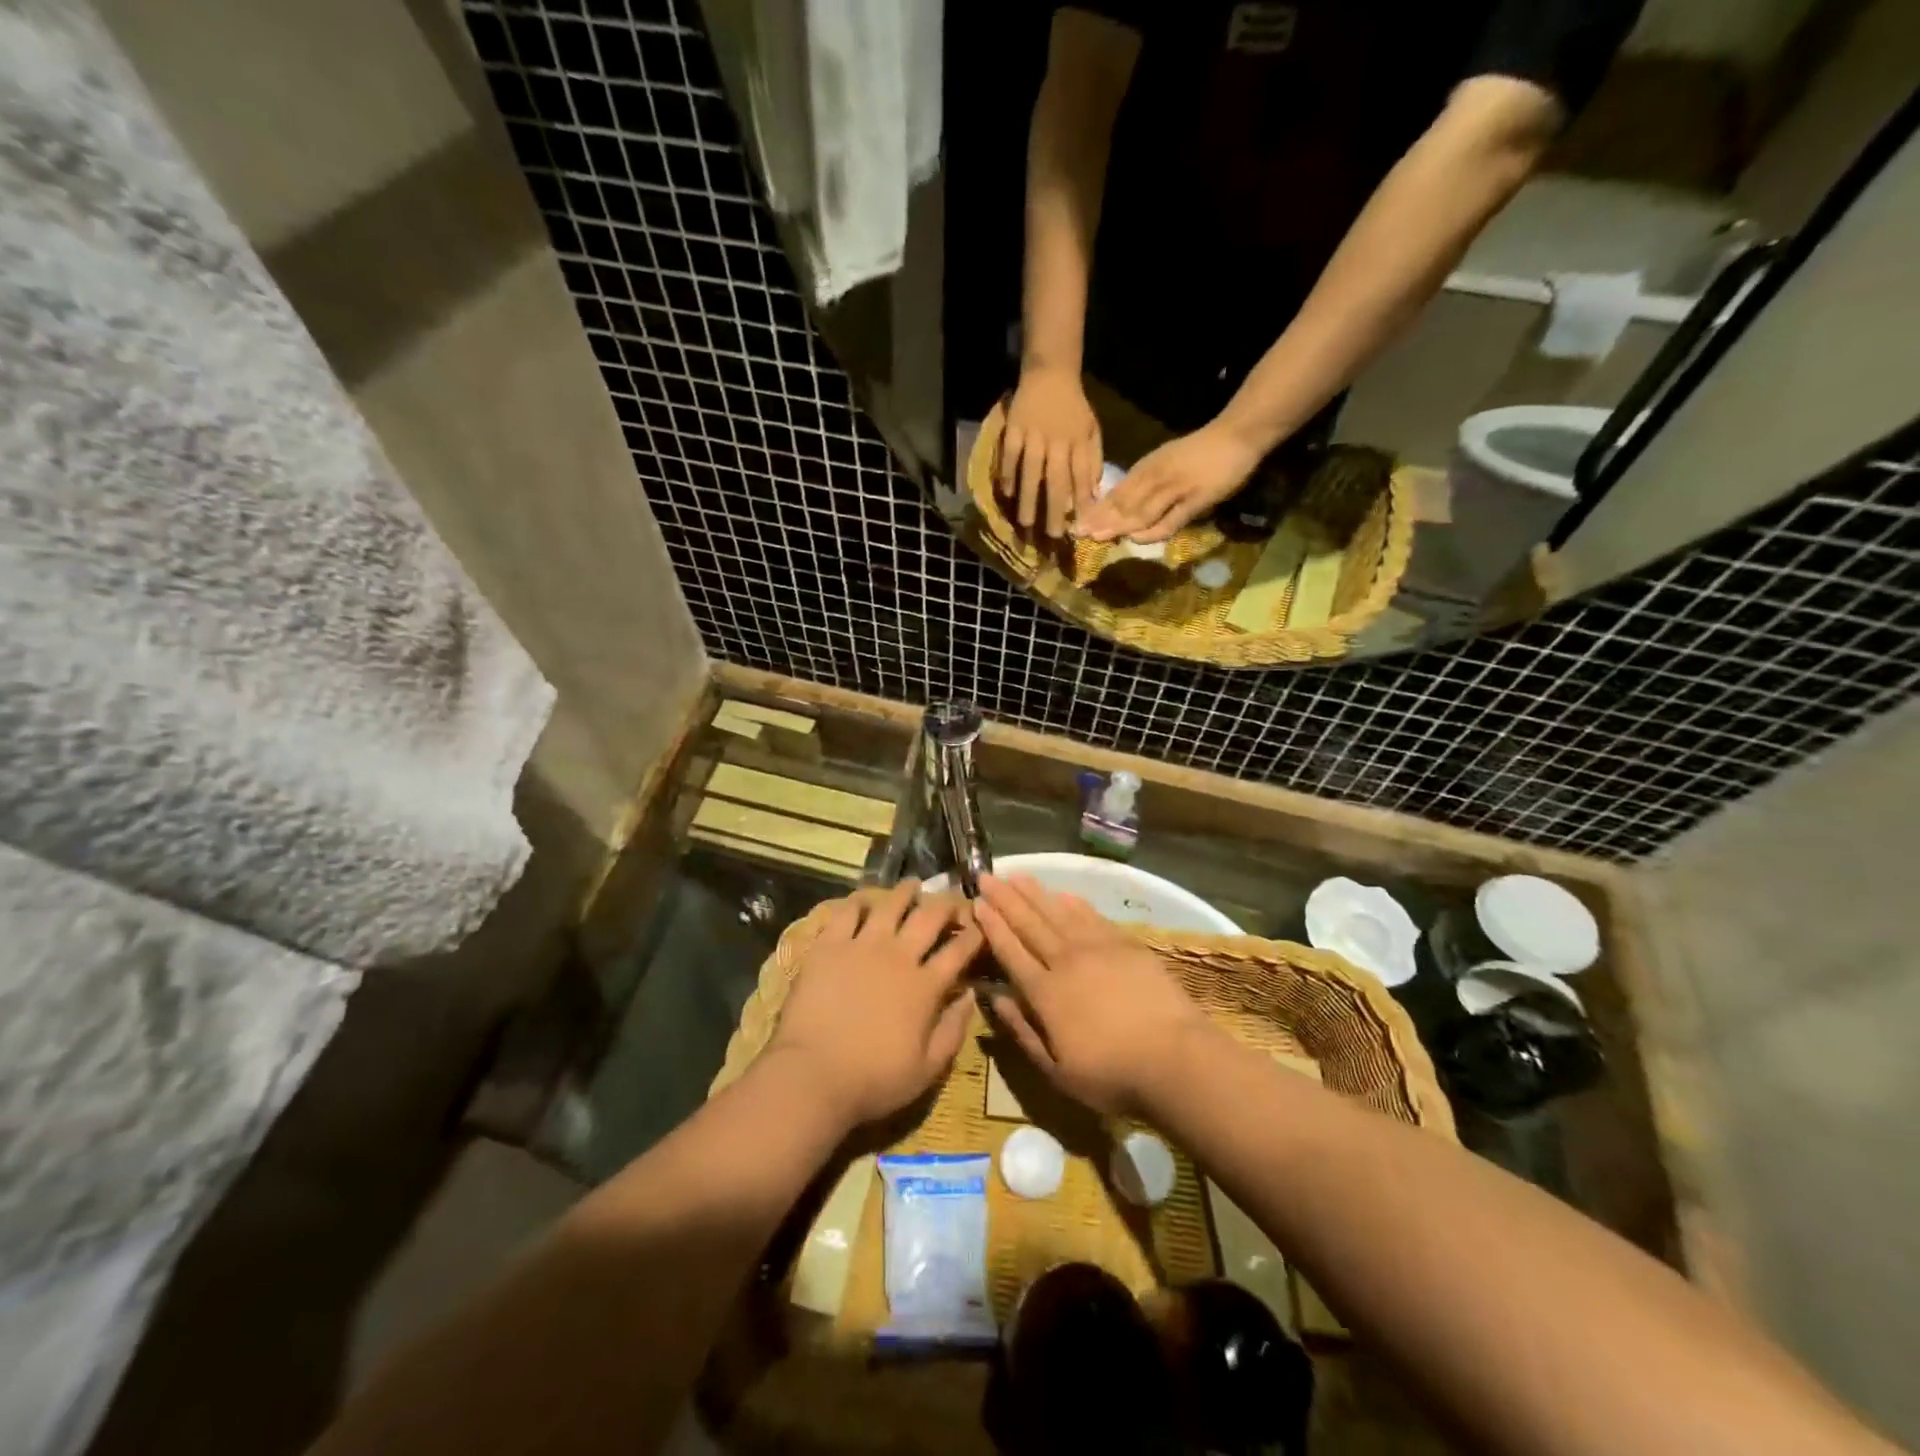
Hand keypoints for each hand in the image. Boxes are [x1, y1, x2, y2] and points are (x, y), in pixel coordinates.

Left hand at [765, 882, 983, 1128]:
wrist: (812, 1076)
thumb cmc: (873, 1080)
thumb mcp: (927, 1070)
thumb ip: (954, 1031)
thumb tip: (971, 997)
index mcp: (925, 986)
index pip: (958, 950)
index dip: (974, 934)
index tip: (981, 925)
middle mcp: (899, 956)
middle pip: (929, 917)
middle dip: (947, 903)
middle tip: (952, 899)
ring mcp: (862, 946)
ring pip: (891, 904)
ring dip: (906, 892)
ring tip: (913, 885)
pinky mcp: (829, 945)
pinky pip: (847, 911)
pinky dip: (860, 901)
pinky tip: (865, 900)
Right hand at [974, 875, 1215, 1116]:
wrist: (1175, 1058)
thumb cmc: (1112, 1075)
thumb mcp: (1057, 1071)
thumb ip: (1022, 1031)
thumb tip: (995, 998)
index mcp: (1045, 993)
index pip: (1011, 951)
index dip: (992, 927)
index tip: (977, 903)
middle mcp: (1066, 961)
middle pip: (1030, 924)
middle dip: (1006, 899)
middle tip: (988, 876)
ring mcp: (1097, 949)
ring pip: (1058, 913)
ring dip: (1036, 893)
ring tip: (1018, 876)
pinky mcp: (1126, 945)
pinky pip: (1092, 917)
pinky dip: (1074, 904)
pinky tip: (1063, 894)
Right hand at [997, 366, 1102, 537]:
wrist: (1051, 371)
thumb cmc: (1073, 406)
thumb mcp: (1091, 429)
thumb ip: (1093, 459)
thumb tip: (1094, 493)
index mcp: (1078, 443)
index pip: (1082, 477)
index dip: (1082, 502)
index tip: (1081, 527)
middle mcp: (1057, 442)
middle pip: (1057, 480)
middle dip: (1056, 509)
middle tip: (1053, 536)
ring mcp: (1034, 436)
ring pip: (1031, 472)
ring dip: (1029, 499)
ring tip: (1027, 523)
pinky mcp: (1014, 429)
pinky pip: (1010, 456)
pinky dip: (1008, 474)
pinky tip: (1008, 494)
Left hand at [1075, 419, 1264, 543]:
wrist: (1236, 435)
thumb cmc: (1200, 452)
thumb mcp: (1165, 463)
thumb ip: (1144, 484)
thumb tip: (1119, 507)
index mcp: (1147, 468)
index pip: (1116, 493)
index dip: (1095, 510)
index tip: (1075, 524)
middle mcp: (1156, 477)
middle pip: (1123, 503)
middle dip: (1099, 519)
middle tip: (1076, 534)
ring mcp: (1175, 489)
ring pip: (1141, 510)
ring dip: (1118, 525)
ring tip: (1097, 538)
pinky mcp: (1195, 500)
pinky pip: (1170, 519)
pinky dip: (1152, 531)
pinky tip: (1136, 539)